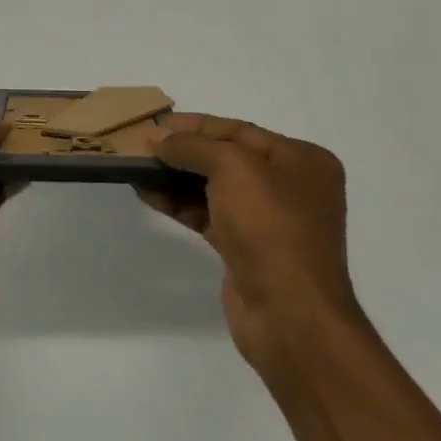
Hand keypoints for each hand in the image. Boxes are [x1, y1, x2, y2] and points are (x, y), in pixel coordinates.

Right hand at [136, 114, 358, 378]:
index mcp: (302, 160)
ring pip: (215, 188)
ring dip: (177, 178)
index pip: (240, 131)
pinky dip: (181, 204)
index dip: (196, 125)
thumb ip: (193, 147)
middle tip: (143, 146)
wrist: (290, 316)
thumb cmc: (270, 227)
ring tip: (138, 169)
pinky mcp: (248, 250)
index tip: (157, 124)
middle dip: (185, 152)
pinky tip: (150, 195)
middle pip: (227, 158)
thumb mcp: (233, 168)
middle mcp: (291, 187)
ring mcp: (269, 221)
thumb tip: (159, 139)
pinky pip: (209, 215)